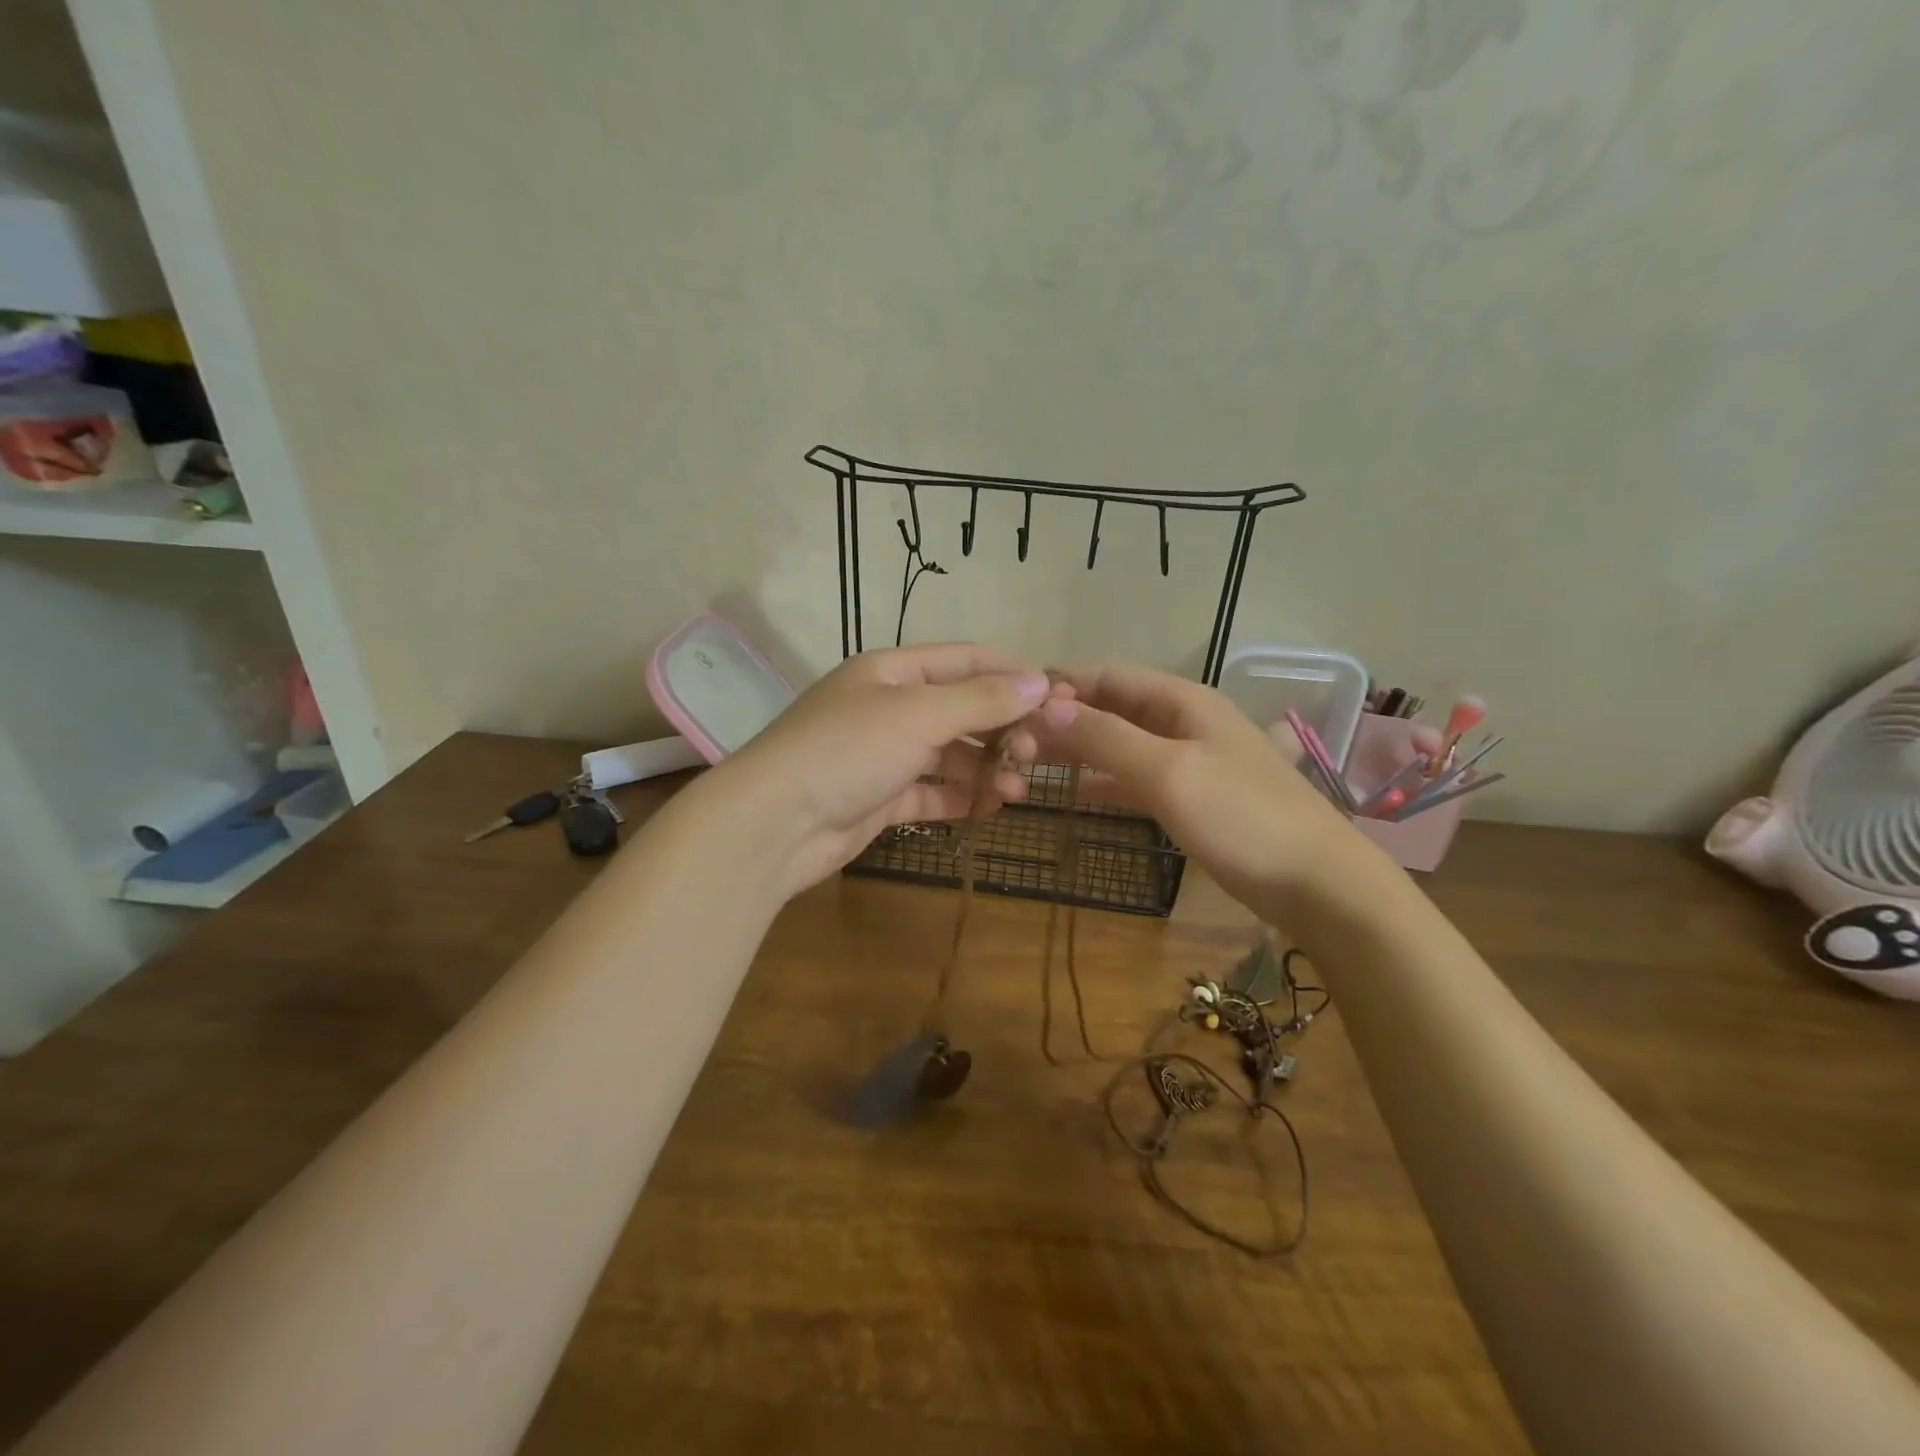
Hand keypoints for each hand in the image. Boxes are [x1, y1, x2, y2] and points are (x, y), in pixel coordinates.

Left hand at [704, 643, 1051, 896]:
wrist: (774, 824)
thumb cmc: (848, 750)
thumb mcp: (919, 715)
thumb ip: (982, 699)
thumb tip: (1040, 681)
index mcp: (892, 671)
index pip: (964, 660)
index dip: (1012, 673)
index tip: (1059, 694)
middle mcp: (888, 707)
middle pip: (960, 709)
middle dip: (1002, 728)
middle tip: (1037, 752)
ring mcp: (882, 755)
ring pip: (948, 755)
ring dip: (986, 768)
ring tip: (1020, 789)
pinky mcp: (879, 799)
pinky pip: (931, 793)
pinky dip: (960, 799)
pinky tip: (991, 807)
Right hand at [1031, 663, 1364, 911]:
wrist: (1317, 883)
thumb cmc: (1243, 817)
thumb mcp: (1169, 771)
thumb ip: (1106, 738)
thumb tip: (1045, 708)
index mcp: (1181, 700)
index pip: (1107, 674)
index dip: (1060, 683)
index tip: (1011, 704)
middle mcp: (1182, 721)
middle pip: (1112, 706)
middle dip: (1064, 718)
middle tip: (1011, 741)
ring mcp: (1188, 760)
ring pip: (1121, 742)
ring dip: (1079, 749)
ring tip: (1028, 761)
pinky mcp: (1191, 797)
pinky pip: (1136, 777)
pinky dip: (1104, 780)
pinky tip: (1074, 792)